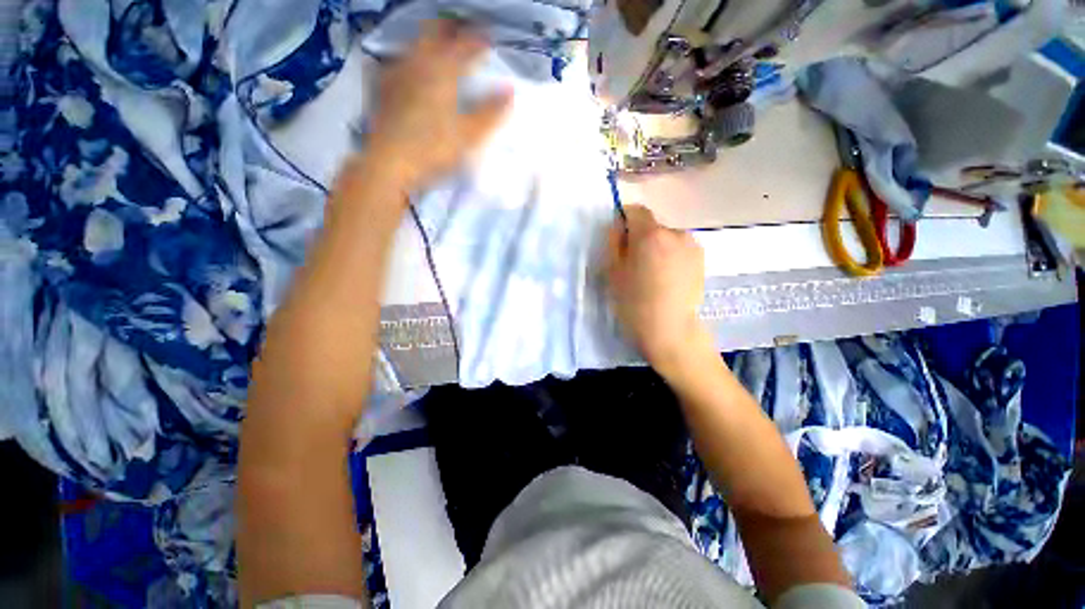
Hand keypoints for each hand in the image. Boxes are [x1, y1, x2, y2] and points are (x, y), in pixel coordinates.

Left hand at [365, 19, 511, 190]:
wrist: (391, 163)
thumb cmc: (435, 149)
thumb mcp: (470, 135)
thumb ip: (491, 112)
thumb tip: (511, 90)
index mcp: (442, 71)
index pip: (465, 45)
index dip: (478, 40)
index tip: (489, 40)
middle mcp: (418, 63)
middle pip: (434, 32)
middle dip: (450, 29)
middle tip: (461, 33)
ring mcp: (396, 72)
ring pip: (413, 45)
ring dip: (428, 42)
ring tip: (437, 49)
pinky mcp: (381, 87)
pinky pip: (394, 62)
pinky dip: (406, 61)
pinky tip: (407, 70)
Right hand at [605, 205, 709, 375]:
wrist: (671, 330)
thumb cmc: (635, 303)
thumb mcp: (614, 273)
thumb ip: (614, 243)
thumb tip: (618, 226)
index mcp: (650, 234)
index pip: (636, 210)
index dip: (624, 219)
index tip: (618, 238)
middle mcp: (675, 232)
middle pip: (652, 225)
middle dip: (640, 236)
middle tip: (633, 262)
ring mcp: (692, 245)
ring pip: (666, 237)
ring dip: (656, 246)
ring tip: (652, 273)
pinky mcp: (701, 259)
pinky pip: (679, 248)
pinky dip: (670, 255)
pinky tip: (667, 278)